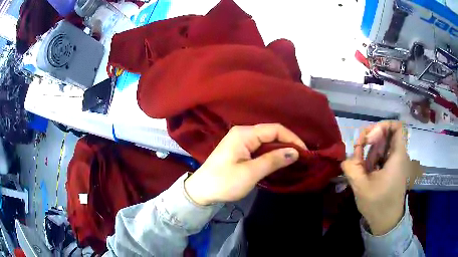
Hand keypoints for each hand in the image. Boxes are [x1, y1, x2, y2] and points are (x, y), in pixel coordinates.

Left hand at [184, 124, 306, 205]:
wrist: (201, 191)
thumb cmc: (224, 182)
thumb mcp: (250, 173)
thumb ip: (273, 160)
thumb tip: (295, 152)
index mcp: (244, 134)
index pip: (274, 129)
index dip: (292, 138)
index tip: (305, 152)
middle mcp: (243, 133)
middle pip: (271, 133)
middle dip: (288, 143)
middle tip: (301, 157)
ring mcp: (241, 141)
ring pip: (267, 141)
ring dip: (281, 149)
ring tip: (294, 159)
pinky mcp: (240, 150)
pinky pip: (260, 148)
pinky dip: (272, 154)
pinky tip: (279, 161)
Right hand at [341, 121, 410, 234]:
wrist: (387, 221)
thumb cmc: (377, 204)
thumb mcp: (361, 187)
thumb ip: (352, 167)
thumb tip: (346, 158)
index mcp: (397, 157)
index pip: (396, 127)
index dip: (382, 126)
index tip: (369, 139)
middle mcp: (399, 155)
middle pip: (387, 134)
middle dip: (371, 138)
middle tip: (358, 149)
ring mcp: (396, 162)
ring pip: (384, 144)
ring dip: (370, 150)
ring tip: (361, 164)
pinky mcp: (392, 169)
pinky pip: (383, 155)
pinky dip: (373, 158)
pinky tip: (366, 169)